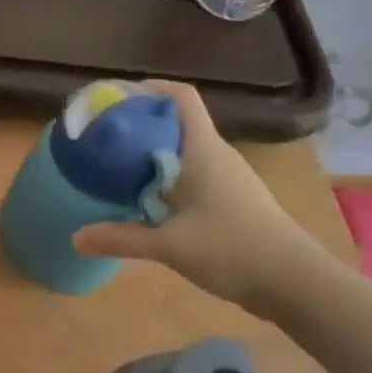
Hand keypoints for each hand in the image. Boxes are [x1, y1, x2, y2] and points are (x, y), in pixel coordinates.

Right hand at [71, 81, 330, 318]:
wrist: (296, 284)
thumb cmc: (233, 249)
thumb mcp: (170, 245)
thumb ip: (121, 238)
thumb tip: (75, 238)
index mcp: (202, 148)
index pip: (179, 96)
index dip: (148, 88)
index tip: (114, 98)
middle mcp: (215, 153)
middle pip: (174, 120)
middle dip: (138, 122)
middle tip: (103, 135)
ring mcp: (227, 176)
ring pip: (182, 148)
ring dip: (151, 150)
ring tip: (115, 164)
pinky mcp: (232, 199)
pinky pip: (191, 172)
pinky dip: (165, 175)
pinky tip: (146, 199)